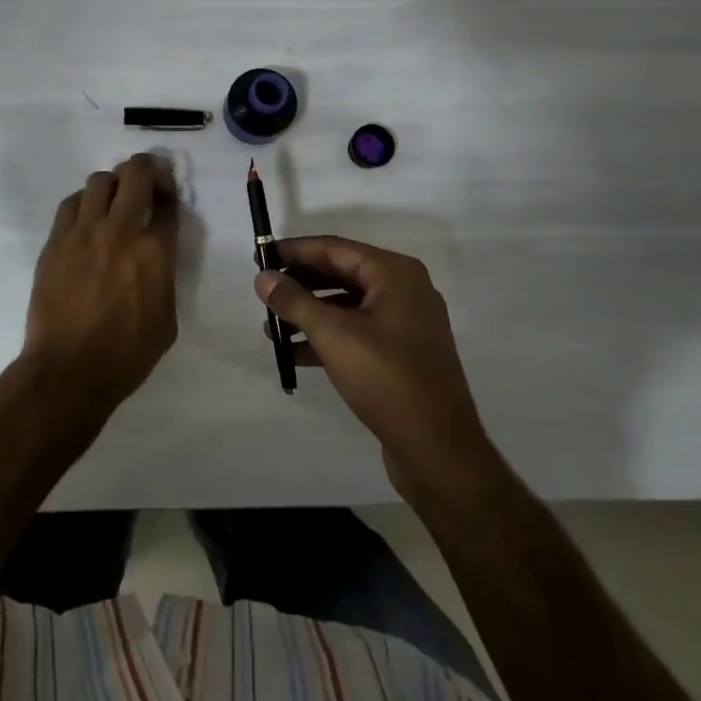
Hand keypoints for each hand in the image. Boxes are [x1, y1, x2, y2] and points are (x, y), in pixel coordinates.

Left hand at [23, 154, 179, 417]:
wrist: (68, 370)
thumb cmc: (125, 355)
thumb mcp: (167, 319)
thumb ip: (164, 276)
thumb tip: (156, 255)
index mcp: (154, 253)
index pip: (167, 203)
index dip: (169, 191)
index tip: (167, 192)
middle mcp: (120, 231)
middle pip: (135, 175)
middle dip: (145, 167)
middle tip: (146, 177)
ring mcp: (83, 233)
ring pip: (99, 181)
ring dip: (112, 183)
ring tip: (113, 198)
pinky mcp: (55, 241)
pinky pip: (70, 204)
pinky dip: (83, 202)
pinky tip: (86, 217)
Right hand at [256, 237, 494, 495]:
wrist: (440, 452)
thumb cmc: (387, 380)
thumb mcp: (334, 335)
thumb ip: (294, 301)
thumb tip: (263, 277)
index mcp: (395, 274)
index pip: (334, 248)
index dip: (295, 250)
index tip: (260, 255)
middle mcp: (404, 290)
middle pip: (341, 273)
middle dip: (300, 282)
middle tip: (263, 289)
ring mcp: (406, 324)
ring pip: (347, 305)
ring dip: (309, 313)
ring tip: (271, 326)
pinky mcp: (402, 354)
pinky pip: (357, 332)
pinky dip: (327, 337)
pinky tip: (294, 353)